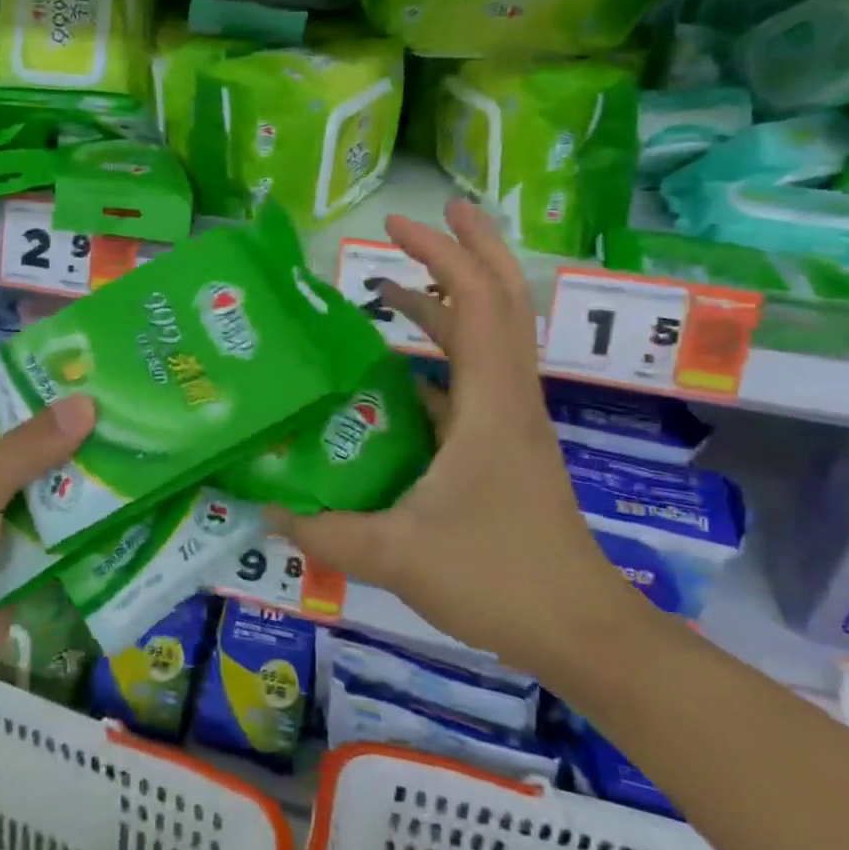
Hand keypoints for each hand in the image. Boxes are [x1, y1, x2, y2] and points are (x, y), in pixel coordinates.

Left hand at [0, 395, 96, 757]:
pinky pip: (53, 550)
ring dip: (79, 488)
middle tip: (122, 413)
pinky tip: (129, 509)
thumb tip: (87, 403)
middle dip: (65, 444)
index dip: (28, 398)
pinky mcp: (12, 583)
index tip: (80, 378)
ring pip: (40, 506)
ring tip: (137, 451)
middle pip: (19, 462)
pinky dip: (83, 536)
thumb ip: (26, 450)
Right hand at [269, 201, 636, 678]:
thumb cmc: (498, 579)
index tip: (399, 224)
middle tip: (420, 218)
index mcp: (490, 404)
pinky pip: (473, 379)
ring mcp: (509, 421)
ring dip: (447, 301)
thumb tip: (268, 512)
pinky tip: (397, 374)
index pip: (477, 302)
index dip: (443, 253)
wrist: (580, 631)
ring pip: (488, 338)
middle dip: (466, 249)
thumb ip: (328, 533)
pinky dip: (441, 356)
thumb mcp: (399, 555)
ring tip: (390, 285)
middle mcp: (506, 398)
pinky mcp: (503, 446)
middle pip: (501, 301)